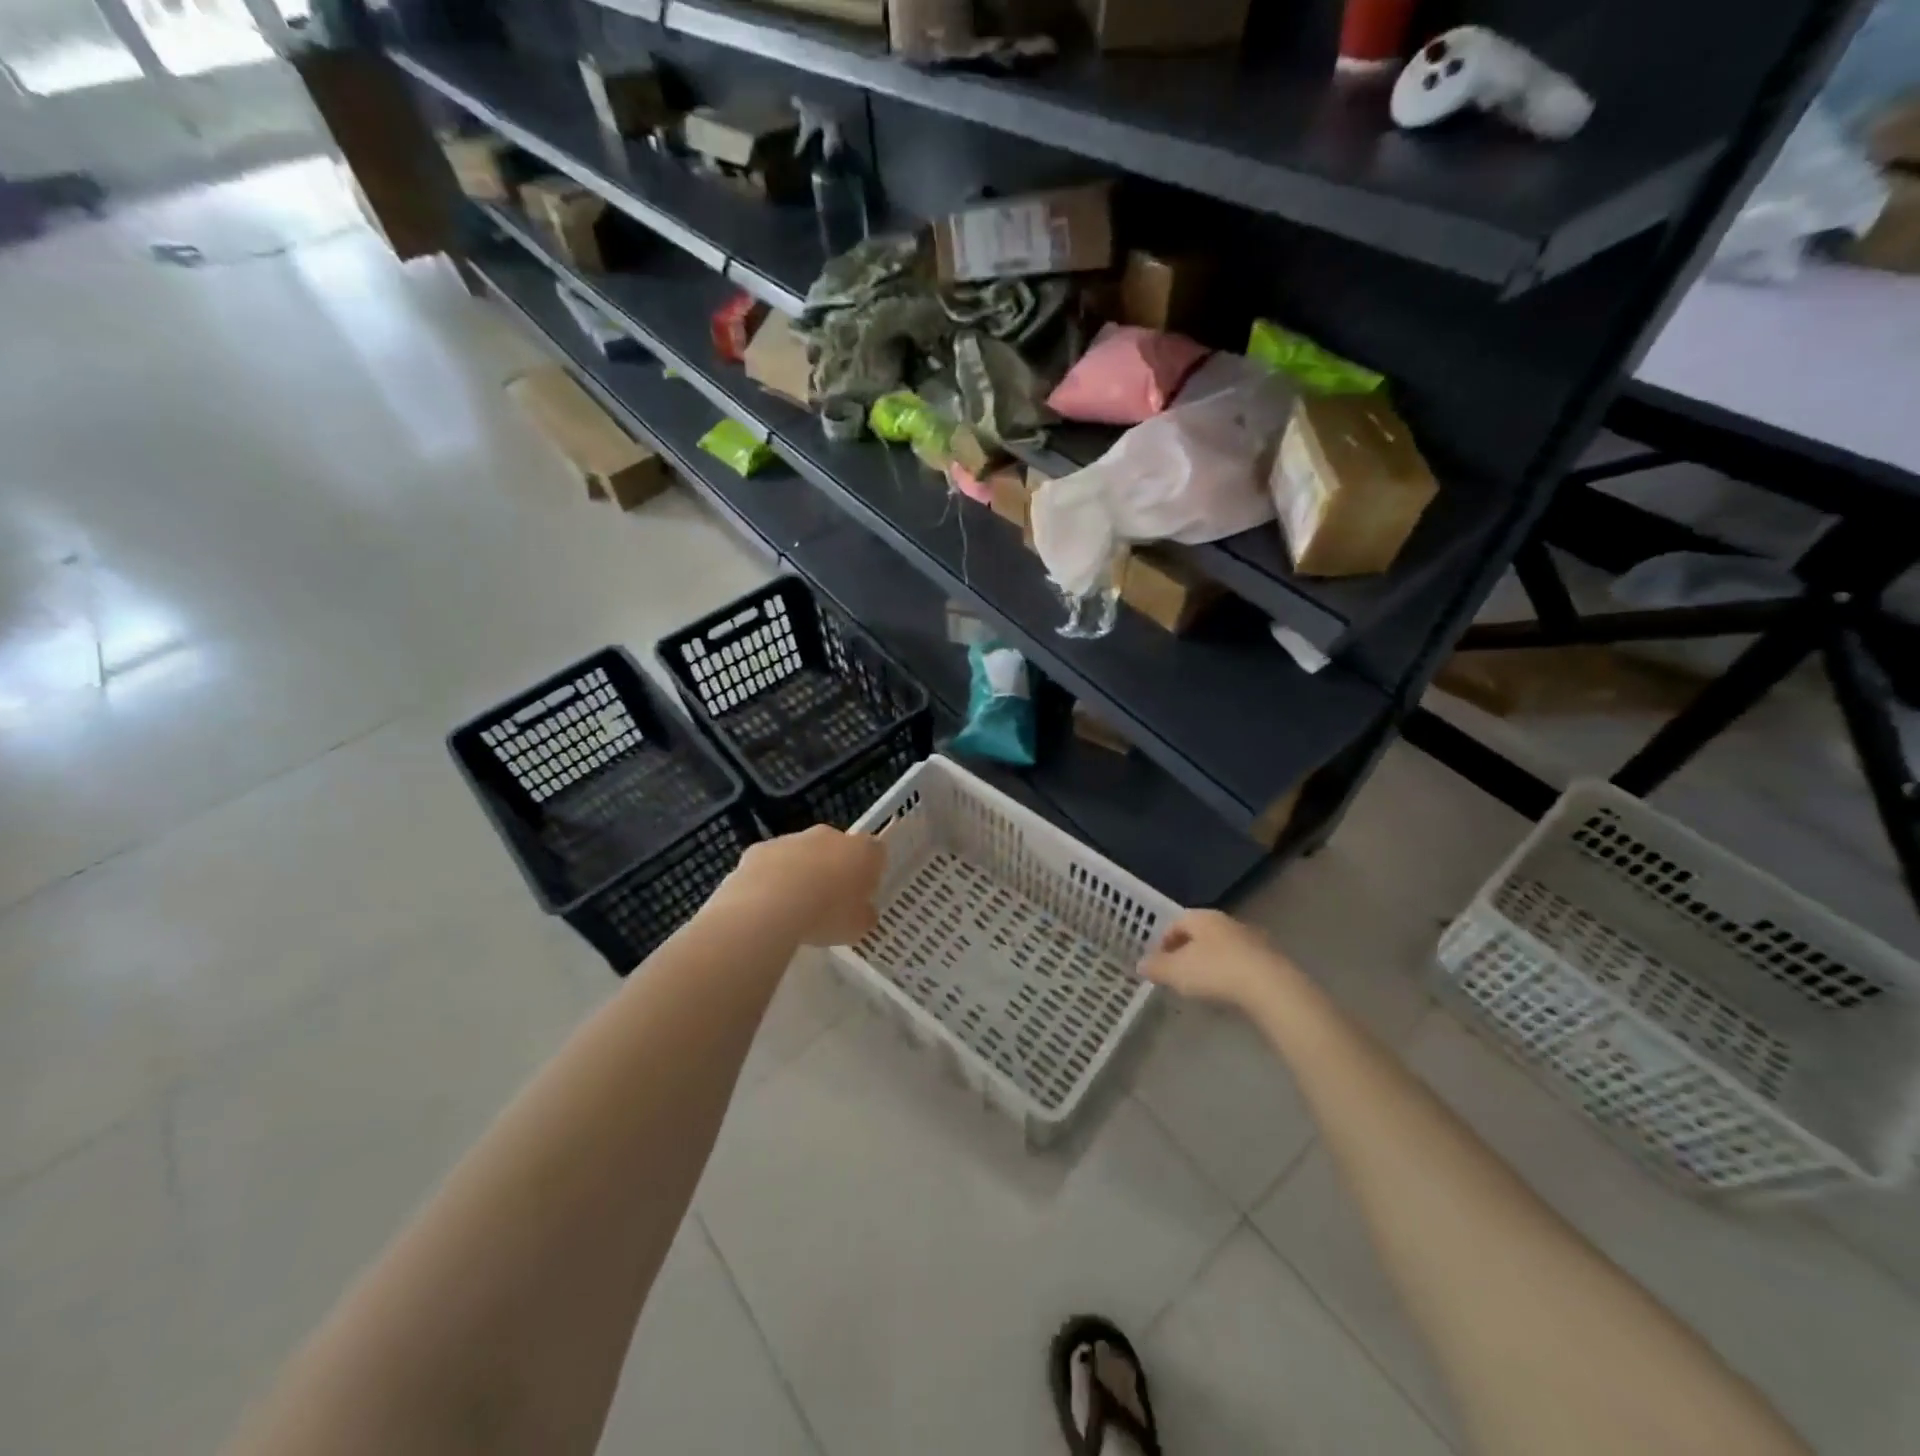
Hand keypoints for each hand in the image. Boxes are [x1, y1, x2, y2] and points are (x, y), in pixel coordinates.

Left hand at [717, 825, 884, 946]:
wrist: (768, 908)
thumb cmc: (825, 916)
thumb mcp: (857, 928)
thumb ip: (864, 915)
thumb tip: (862, 912)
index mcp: (861, 851)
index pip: (875, 852)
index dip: (870, 872)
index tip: (862, 895)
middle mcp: (829, 836)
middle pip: (837, 848)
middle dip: (835, 869)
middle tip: (829, 902)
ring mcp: (792, 839)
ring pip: (803, 854)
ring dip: (802, 873)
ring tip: (793, 908)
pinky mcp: (760, 848)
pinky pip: (772, 863)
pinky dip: (771, 878)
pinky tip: (766, 905)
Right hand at [1140, 909, 1300, 1011]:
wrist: (1269, 986)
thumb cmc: (1215, 971)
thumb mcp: (1176, 972)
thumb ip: (1156, 967)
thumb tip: (1140, 964)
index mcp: (1202, 917)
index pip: (1176, 923)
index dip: (1164, 941)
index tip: (1159, 962)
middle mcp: (1226, 921)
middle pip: (1200, 934)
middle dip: (1187, 951)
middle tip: (1178, 974)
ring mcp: (1251, 938)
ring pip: (1222, 947)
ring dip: (1210, 962)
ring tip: (1203, 986)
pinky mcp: (1269, 958)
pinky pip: (1241, 962)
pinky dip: (1230, 973)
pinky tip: (1228, 992)